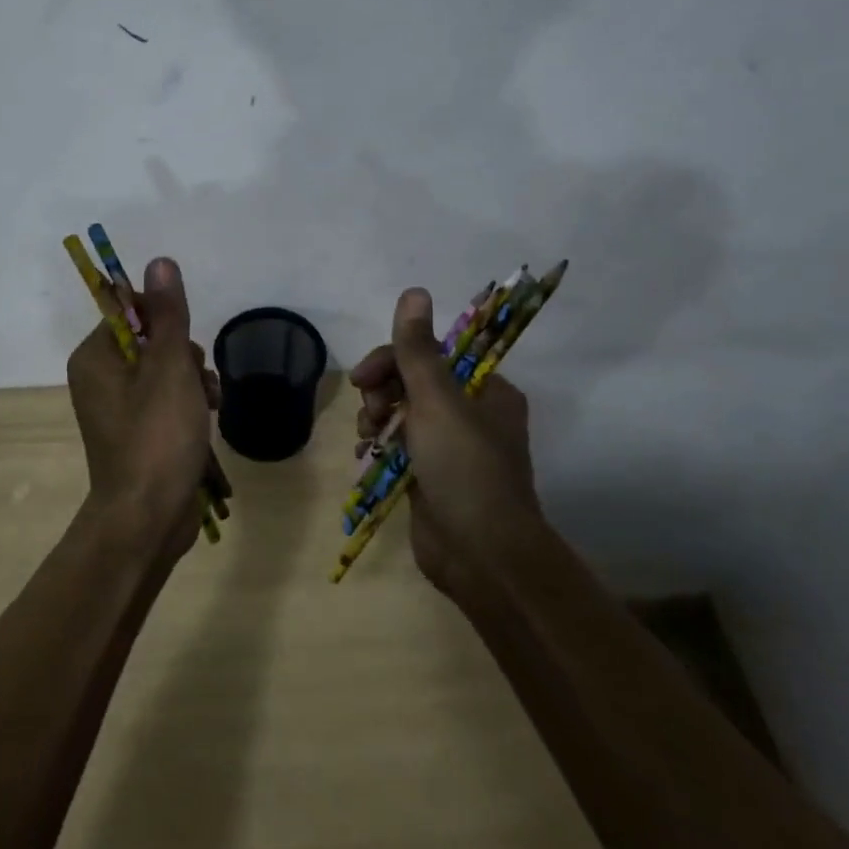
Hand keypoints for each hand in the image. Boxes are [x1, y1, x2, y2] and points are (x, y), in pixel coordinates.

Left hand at [65, 257, 217, 564]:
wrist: (148, 519)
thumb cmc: (156, 436)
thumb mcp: (169, 367)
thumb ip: (167, 313)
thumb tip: (159, 260)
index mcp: (95, 356)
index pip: (129, 309)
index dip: (163, 318)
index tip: (181, 342)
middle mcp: (100, 377)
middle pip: (151, 339)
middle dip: (184, 354)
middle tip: (195, 380)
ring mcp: (118, 407)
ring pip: (165, 369)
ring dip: (194, 379)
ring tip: (209, 403)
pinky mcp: (138, 431)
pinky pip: (166, 398)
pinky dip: (189, 403)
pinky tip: (209, 417)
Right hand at [350, 288, 539, 596]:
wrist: (481, 557)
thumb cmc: (464, 468)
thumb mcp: (437, 401)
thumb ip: (417, 348)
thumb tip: (414, 290)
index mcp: (484, 390)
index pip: (430, 354)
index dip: (392, 359)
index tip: (363, 378)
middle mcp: (470, 413)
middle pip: (411, 381)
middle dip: (382, 391)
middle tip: (369, 413)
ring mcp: (449, 446)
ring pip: (401, 413)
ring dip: (377, 418)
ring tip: (368, 439)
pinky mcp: (430, 476)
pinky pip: (398, 446)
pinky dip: (379, 446)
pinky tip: (364, 456)